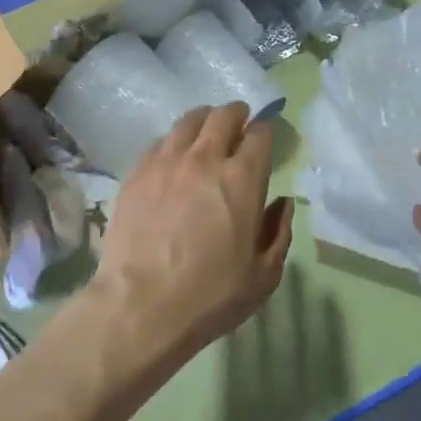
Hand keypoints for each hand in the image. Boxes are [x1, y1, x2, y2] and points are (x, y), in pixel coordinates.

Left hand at [90, 103, 291, 362]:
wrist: (141, 306)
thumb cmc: (210, 296)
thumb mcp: (263, 276)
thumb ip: (279, 232)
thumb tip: (283, 202)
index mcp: (242, 179)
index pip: (260, 134)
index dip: (266, 131)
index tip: (266, 137)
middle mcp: (205, 158)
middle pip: (223, 116)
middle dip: (236, 114)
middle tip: (239, 122)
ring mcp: (166, 161)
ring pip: (188, 121)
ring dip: (204, 120)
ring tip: (206, 130)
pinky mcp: (137, 172)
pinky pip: (159, 141)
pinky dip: (173, 141)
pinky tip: (173, 156)